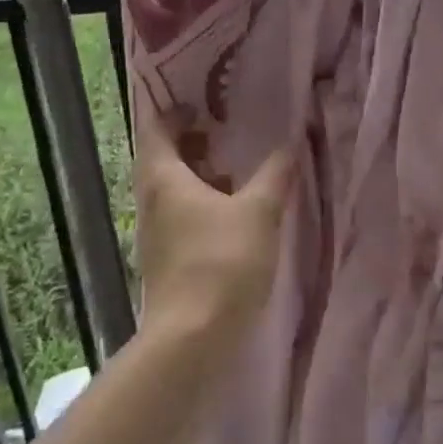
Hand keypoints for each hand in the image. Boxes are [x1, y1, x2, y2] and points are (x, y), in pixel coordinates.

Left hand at [132, 101, 291, 356]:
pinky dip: (200, 202)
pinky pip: (179, 214)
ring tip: (233, 169)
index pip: (155, 128)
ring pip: (171, 189)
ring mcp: (155, 232)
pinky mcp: (166, 259)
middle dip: (189, 141)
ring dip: (197, 173)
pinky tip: (231, 212)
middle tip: (221, 128)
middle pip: (162, 157)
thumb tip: (290, 143)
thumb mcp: (259, 212)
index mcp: (164, 177)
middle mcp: (151, 200)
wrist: (190, 343)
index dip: (173, 109)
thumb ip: (275, 175)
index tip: (200, 100)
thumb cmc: (221, 263)